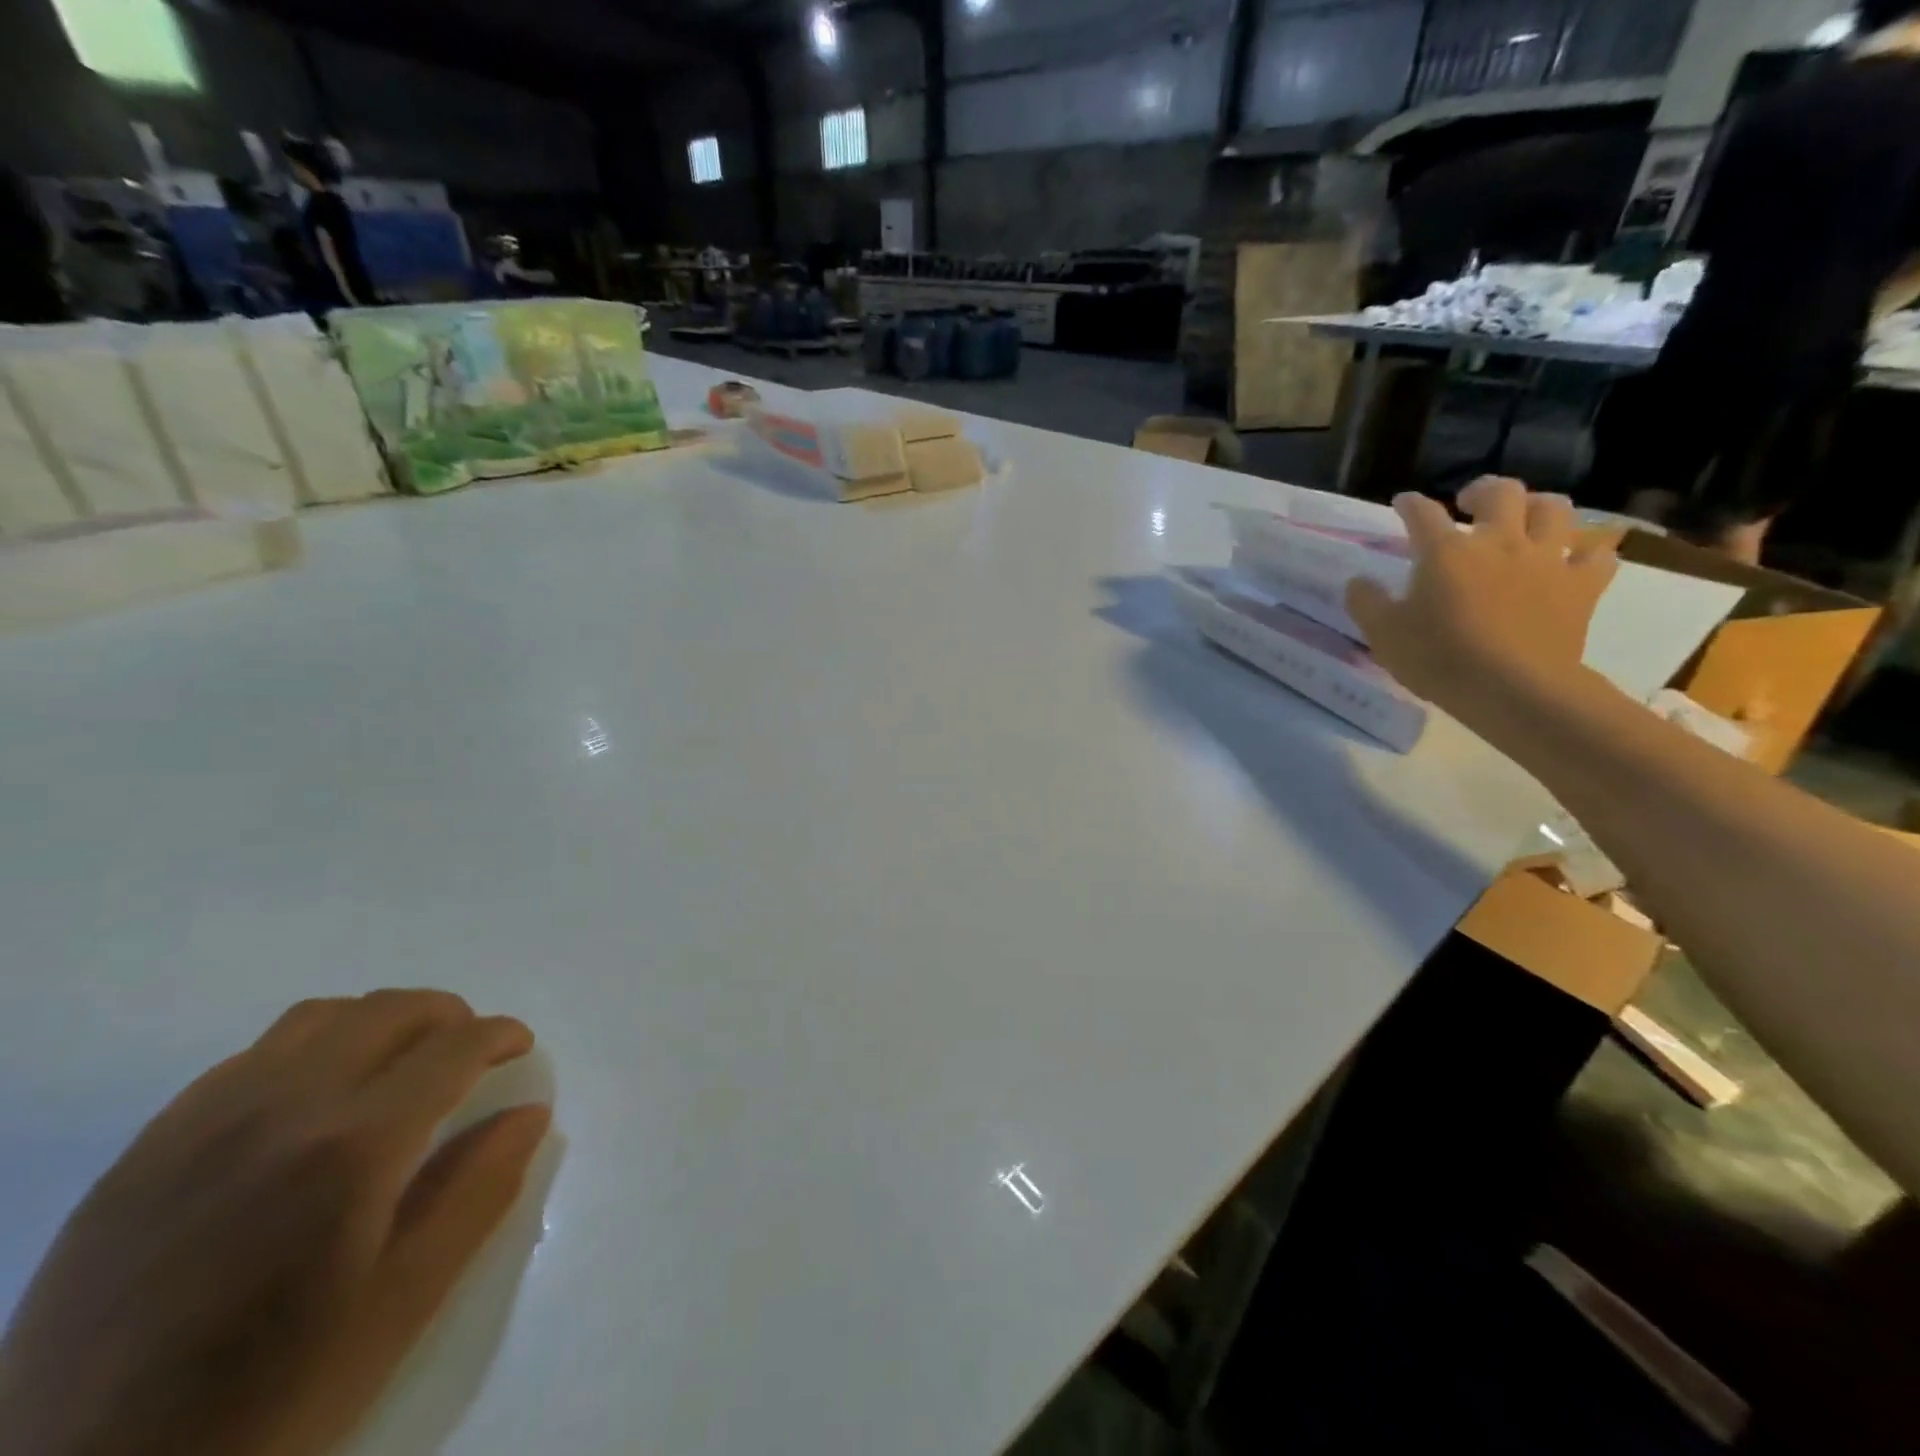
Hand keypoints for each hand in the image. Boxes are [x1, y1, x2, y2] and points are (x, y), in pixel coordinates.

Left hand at [0, 991, 550, 1455]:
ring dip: (379, 1023)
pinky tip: (312, 1103)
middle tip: (470, 1052)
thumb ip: (479, 1191)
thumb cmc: (270, 1393)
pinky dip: (309, 1050)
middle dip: (449, 1017)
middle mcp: (281, 1109)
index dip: (499, 1035)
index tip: (519, 1048)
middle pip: (389, 1011)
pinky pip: (249, 1058)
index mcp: (352, 1147)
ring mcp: (201, 1122)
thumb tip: (530, 1112)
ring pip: (318, 1018)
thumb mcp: (404, 1303)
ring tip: (397, 1065)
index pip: (452, 1046)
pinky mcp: (146, 1148)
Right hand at [1346, 477, 1618, 725]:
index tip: (1403, 503)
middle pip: (1501, 492)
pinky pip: (1597, 555)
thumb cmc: (1439, 658)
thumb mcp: (1383, 634)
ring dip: (1539, 507)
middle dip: (1482, 490)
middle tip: (1469, 504)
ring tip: (1526, 520)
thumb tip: (1358, 581)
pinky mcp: (1582, 586)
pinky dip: (1587, 552)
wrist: (1512, 689)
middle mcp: (1499, 542)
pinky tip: (1574, 560)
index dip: (1410, 504)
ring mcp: (1547, 560)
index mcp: (1446, 552)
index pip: (1423, 513)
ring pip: (1555, 509)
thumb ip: (1366, 602)